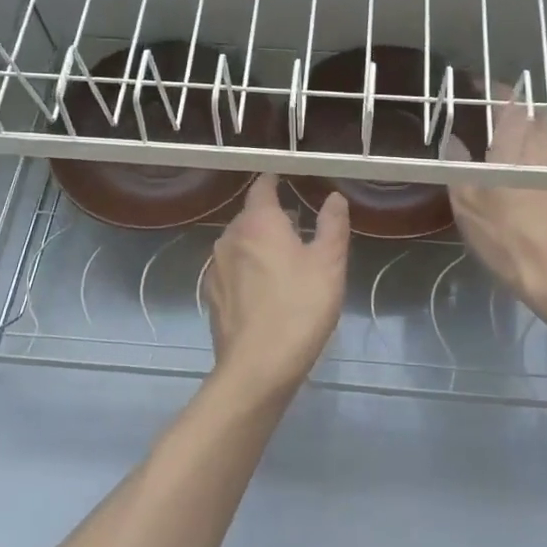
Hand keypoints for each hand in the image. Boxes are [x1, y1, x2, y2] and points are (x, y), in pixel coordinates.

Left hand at [203, 174, 349, 400]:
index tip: (287, 180)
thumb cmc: (299, 307)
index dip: (274, 181)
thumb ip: (332, 225)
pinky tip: (266, 291)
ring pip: (239, 244)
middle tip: (299, 228)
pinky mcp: (212, 296)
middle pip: (250, 216)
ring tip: (285, 261)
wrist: (257, 366)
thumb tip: (334, 197)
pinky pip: (232, 270)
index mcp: (257, 222)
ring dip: (259, 245)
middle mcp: (229, 237)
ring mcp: (215, 268)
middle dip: (272, 217)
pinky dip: (248, 270)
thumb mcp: (329, 263)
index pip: (262, 187)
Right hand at [448, 94, 546, 322]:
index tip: (477, 87)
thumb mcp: (469, 206)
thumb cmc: (512, 240)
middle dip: (516, 116)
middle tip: (497, 130)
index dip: (491, 90)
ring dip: (538, 139)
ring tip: (522, 158)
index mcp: (519, 141)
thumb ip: (458, 166)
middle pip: (535, 116)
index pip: (507, 100)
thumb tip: (453, 141)